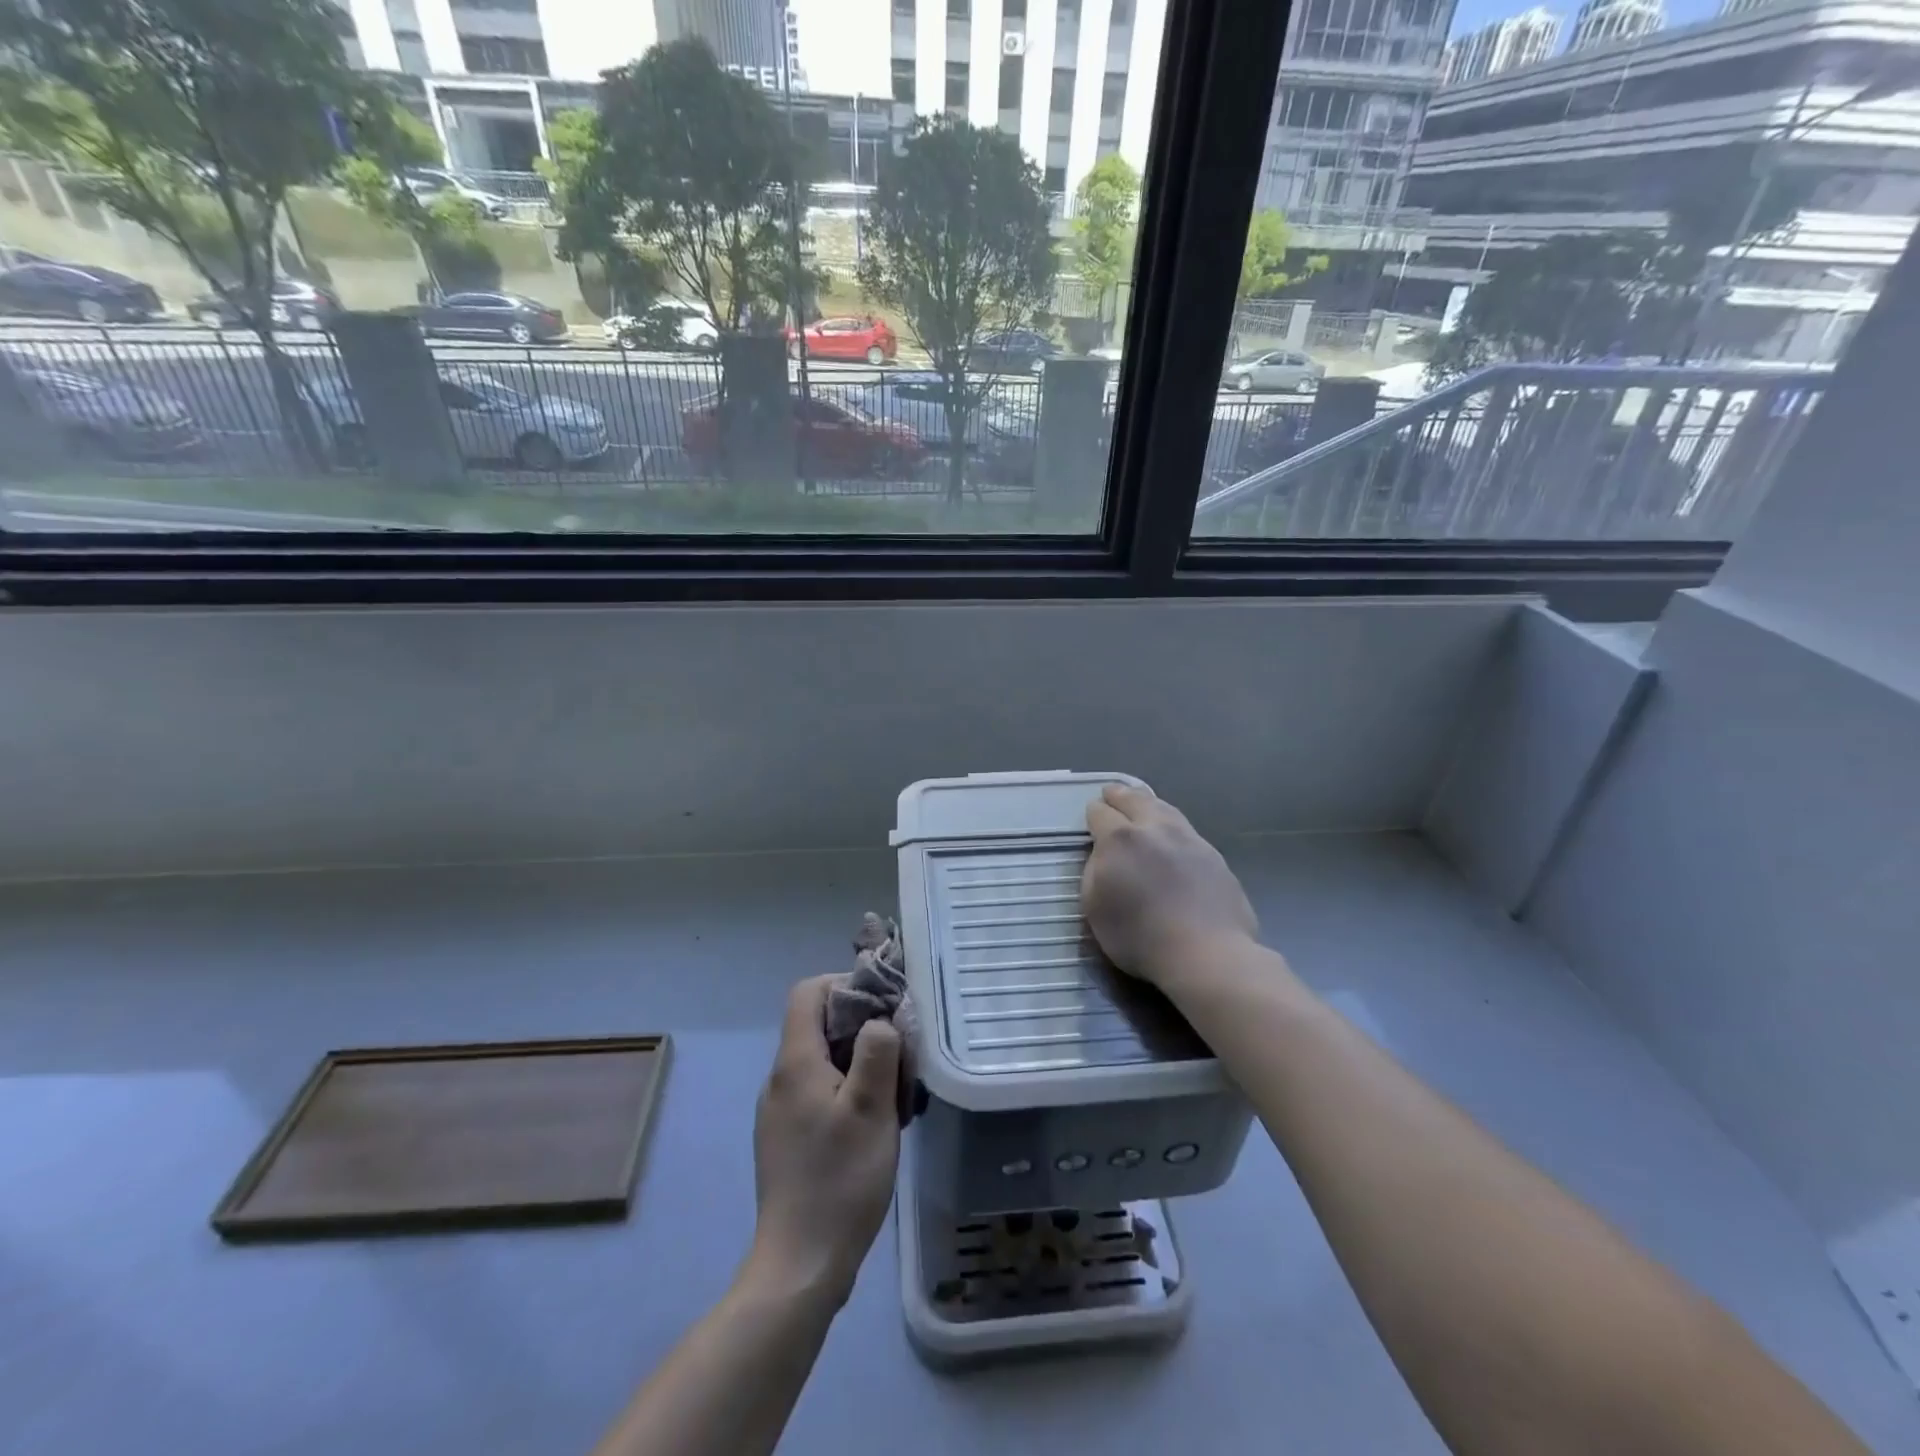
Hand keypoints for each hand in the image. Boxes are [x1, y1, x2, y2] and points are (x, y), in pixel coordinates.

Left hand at [746, 976, 901, 1306]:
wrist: (801, 1264)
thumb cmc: (841, 1179)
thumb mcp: (872, 1108)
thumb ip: (878, 1051)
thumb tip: (879, 1020)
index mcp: (795, 1062)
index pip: (808, 992)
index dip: (845, 985)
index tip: (883, 1008)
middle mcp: (779, 1078)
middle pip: (817, 1024)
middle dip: (861, 1027)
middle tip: (899, 1055)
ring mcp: (779, 1110)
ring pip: (821, 1060)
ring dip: (858, 1062)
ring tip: (892, 1093)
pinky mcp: (786, 1138)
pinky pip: (817, 1091)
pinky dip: (846, 1090)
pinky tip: (872, 1124)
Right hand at [1083, 785, 1258, 988]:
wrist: (1207, 953)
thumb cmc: (1140, 936)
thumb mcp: (1094, 908)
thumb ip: (1093, 872)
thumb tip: (1102, 855)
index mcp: (1120, 839)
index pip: (1100, 813)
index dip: (1092, 814)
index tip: (1090, 817)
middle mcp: (1154, 828)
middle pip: (1134, 799)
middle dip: (1119, 795)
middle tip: (1111, 792)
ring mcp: (1188, 839)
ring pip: (1164, 808)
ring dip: (1148, 802)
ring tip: (1142, 802)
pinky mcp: (1212, 855)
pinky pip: (1185, 828)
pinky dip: (1170, 822)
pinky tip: (1171, 832)